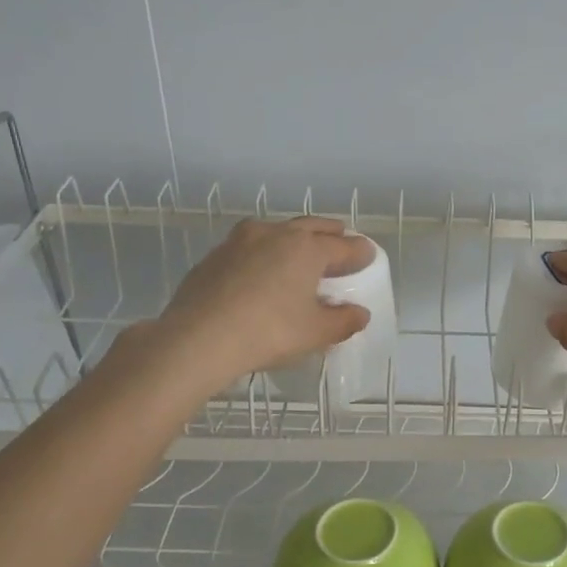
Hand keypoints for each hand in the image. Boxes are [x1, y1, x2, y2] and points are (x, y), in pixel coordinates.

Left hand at [116, 217, 373, 391]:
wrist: (198, 338)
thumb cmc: (269, 332)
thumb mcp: (315, 333)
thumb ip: (343, 321)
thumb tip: (359, 314)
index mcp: (307, 248)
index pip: (343, 246)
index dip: (359, 253)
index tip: (368, 256)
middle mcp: (276, 234)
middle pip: (311, 227)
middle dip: (329, 234)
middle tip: (340, 241)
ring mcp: (240, 241)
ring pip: (276, 232)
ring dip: (293, 239)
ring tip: (299, 254)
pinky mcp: (214, 257)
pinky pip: (250, 248)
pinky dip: (264, 255)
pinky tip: (261, 274)